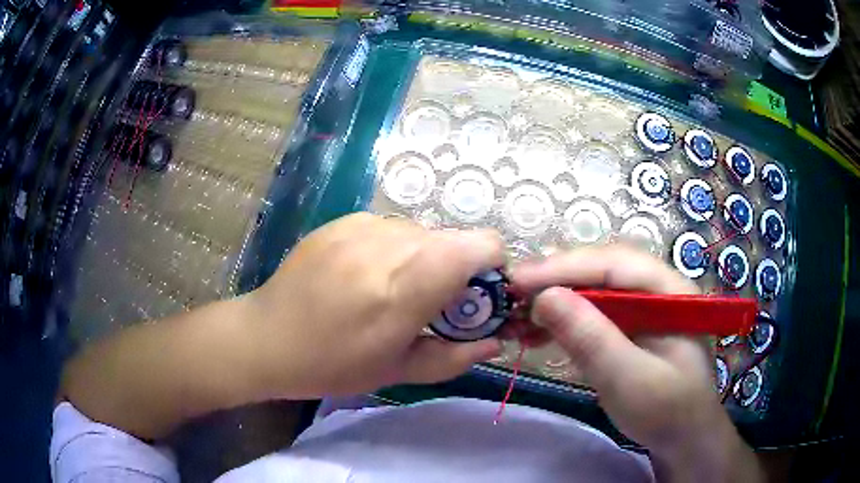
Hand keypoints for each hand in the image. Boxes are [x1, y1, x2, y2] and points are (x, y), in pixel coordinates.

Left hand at [245, 212, 505, 398]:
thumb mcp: (399, 371)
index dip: (492, 267)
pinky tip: (364, 277)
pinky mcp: (344, 220)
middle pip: (454, 240)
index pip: (482, 244)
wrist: (266, 337)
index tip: (476, 298)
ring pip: (422, 233)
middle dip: (457, 271)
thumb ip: (456, 356)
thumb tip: (495, 341)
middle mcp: (392, 242)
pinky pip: (390, 229)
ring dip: (423, 260)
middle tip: (431, 304)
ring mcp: (364, 225)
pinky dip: (394, 251)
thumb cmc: (332, 365)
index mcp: (409, 284)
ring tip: (391, 291)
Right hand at [510, 245, 762, 481]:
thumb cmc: (666, 409)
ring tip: (517, 312)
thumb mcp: (630, 379)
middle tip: (512, 292)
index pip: (615, 264)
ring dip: (554, 298)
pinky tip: (537, 330)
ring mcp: (641, 308)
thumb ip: (592, 339)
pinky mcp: (627, 327)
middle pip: (602, 270)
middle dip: (556, 278)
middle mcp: (655, 289)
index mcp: (670, 290)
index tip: (520, 280)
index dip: (567, 267)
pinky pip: (591, 313)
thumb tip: (544, 297)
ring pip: (593, 289)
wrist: (682, 438)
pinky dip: (562, 320)